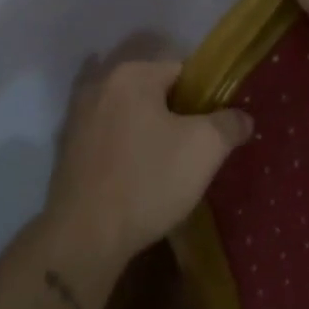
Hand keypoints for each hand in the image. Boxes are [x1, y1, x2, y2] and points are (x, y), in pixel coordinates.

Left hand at [46, 58, 251, 268]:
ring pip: (130, 117)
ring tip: (168, 168)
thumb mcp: (205, 149)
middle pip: (154, 93)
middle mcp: (100, 85)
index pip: (182, 72)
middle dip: (176, 117)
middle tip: (195, 151)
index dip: (204, 100)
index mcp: (132, 74)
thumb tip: (242, 117)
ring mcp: (78, 117)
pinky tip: (138, 178)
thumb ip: (229, 124)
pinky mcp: (67, 149)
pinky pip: (109, 140)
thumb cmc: (148, 180)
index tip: (214, 130)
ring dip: (149, 134)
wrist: (84, 236)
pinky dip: (125, 151)